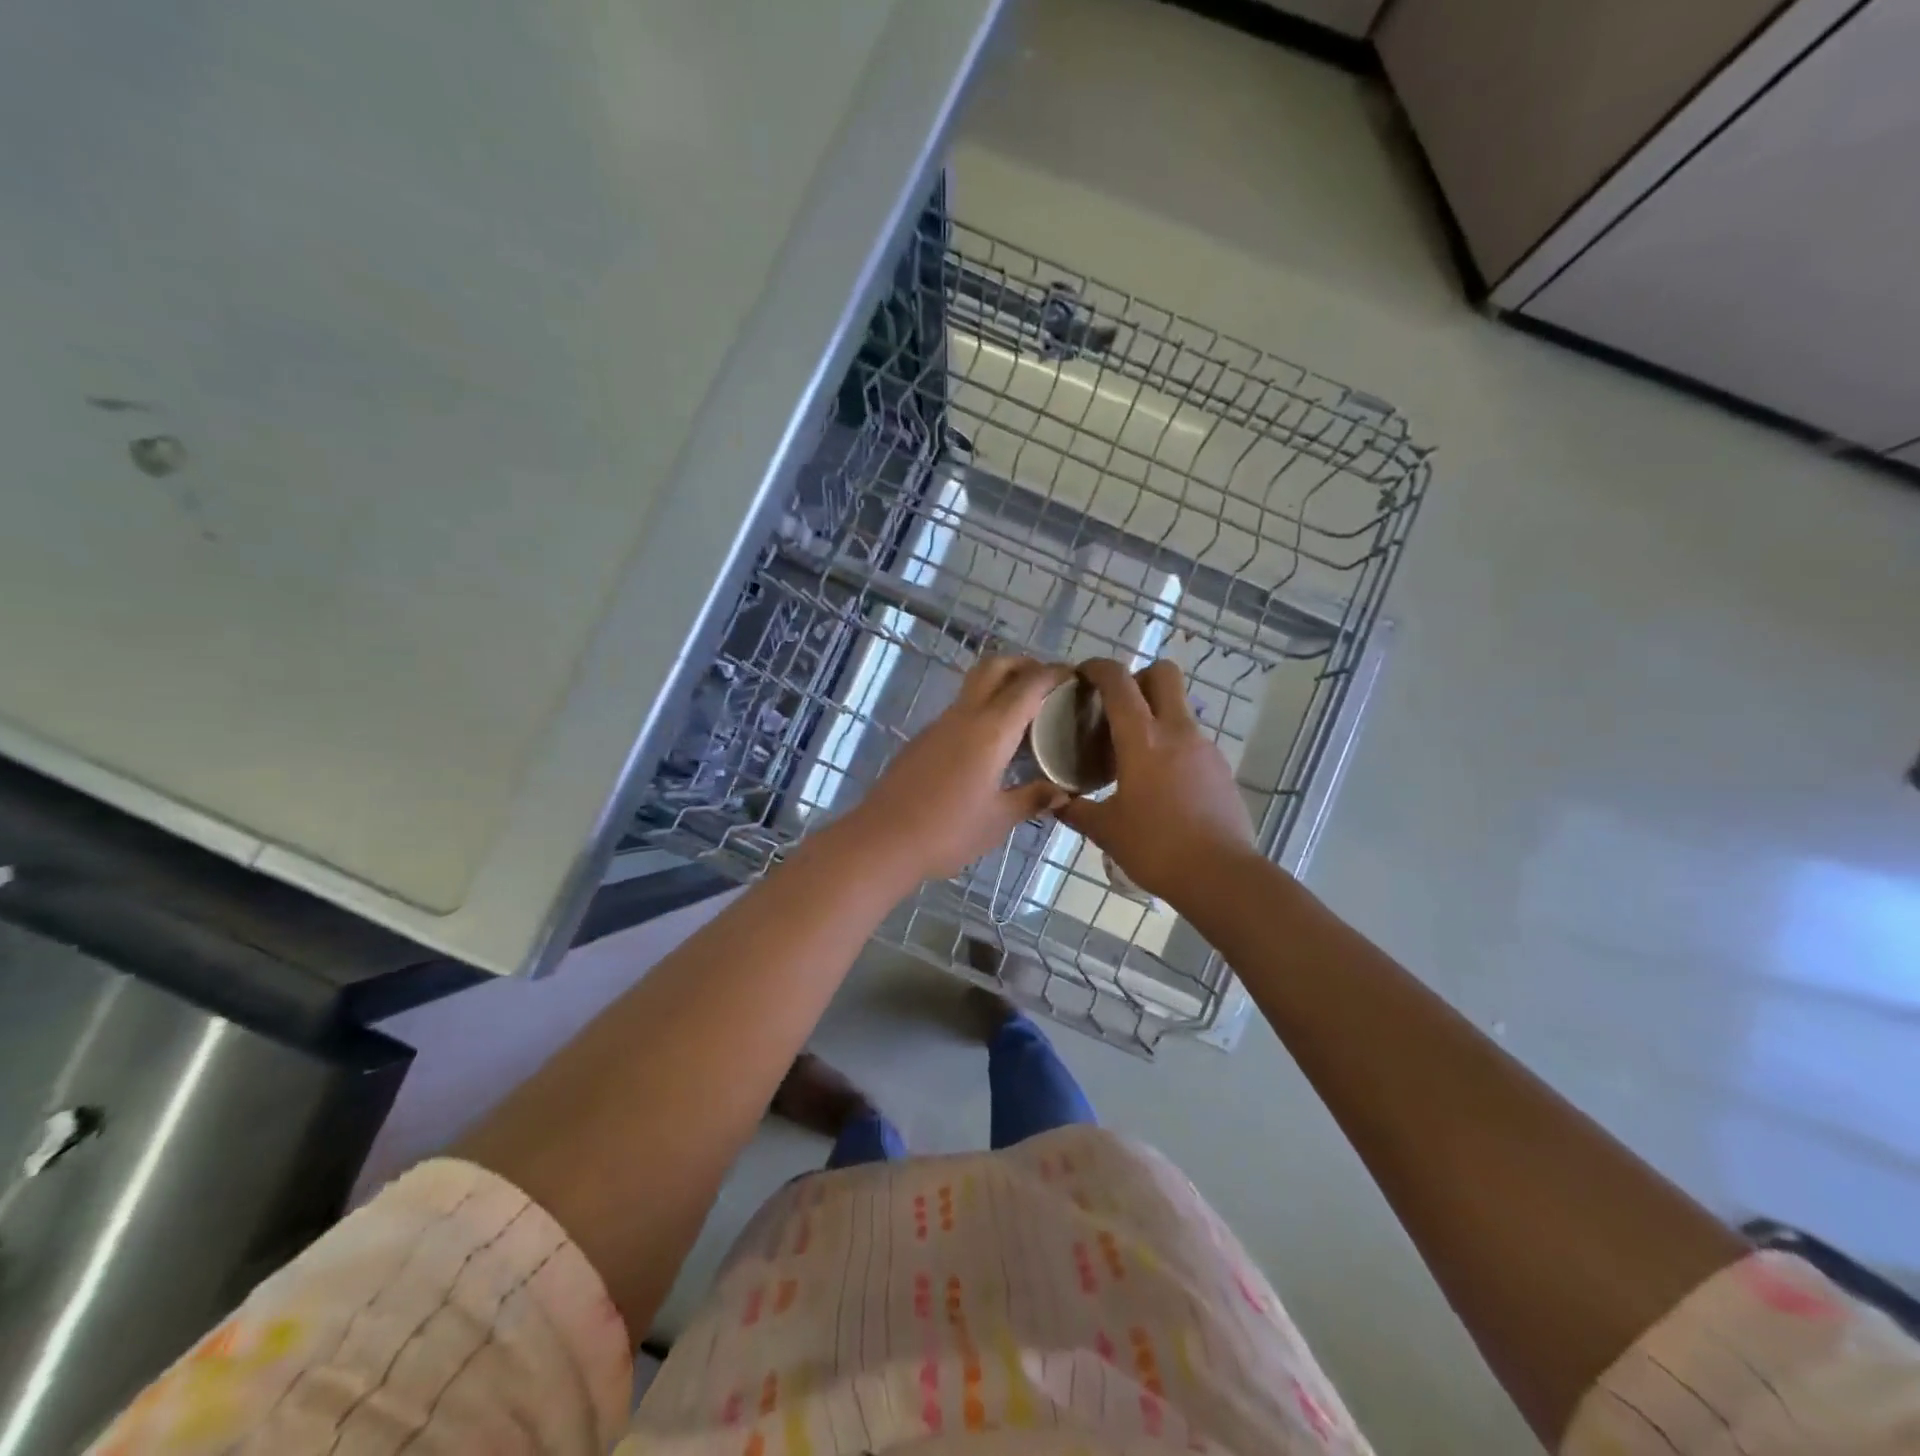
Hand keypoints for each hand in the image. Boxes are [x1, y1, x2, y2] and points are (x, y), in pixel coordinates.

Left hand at [848, 656, 1070, 881]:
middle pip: (996, 667)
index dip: (1055, 674)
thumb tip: (1062, 792)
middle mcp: (964, 716)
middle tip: (1049, 686)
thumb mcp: (998, 820)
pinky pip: (961, 710)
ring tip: (1027, 715)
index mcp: (990, 730)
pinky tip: (993, 744)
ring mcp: (939, 725)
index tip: (1077, 677)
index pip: (1029, 685)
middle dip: (1025, 665)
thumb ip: (1032, 799)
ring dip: (1002, 686)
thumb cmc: (948, 832)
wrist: (882, 841)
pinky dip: (984, 710)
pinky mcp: (923, 740)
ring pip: (975, 686)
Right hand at [1056, 659, 1257, 903]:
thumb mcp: (1106, 830)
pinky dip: (1171, 743)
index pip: (1118, 681)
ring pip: (1179, 707)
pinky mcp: (1220, 767)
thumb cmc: (1156, 848)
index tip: (1081, 674)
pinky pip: (1191, 739)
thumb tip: (1053, 803)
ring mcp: (1204, 747)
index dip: (1098, 667)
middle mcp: (1177, 731)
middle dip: (1138, 677)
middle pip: (1163, 674)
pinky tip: (1159, 780)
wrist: (1222, 876)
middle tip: (1115, 706)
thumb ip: (1075, 811)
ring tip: (1132, 751)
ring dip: (1155, 713)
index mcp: (1142, 739)